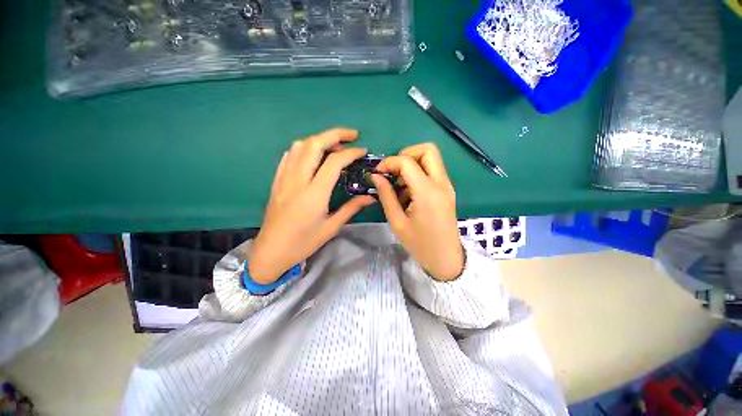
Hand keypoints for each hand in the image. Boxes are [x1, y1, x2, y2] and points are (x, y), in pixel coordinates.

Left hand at [248, 128, 375, 283]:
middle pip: (314, 144)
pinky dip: (304, 148)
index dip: (351, 153)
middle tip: (352, 135)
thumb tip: (370, 197)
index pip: (334, 162)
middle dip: (335, 134)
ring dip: (319, 139)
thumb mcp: (331, 227)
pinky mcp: (277, 180)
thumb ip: (351, 208)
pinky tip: (313, 155)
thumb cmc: (303, 242)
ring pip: (299, 146)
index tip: (363, 151)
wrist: (271, 251)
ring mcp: (284, 178)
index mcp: (314, 194)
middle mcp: (298, 180)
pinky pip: (289, 156)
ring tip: (334, 146)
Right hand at [371, 143, 464, 280]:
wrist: (446, 259)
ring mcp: (447, 186)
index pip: (407, 161)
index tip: (378, 172)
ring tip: (399, 186)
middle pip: (427, 150)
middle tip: (393, 171)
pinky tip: (409, 193)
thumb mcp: (397, 222)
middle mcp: (441, 183)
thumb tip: (376, 176)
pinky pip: (433, 171)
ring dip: (412, 165)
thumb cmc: (420, 244)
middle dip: (406, 154)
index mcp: (427, 192)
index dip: (389, 162)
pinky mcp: (447, 191)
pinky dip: (418, 174)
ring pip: (431, 159)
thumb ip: (386, 195)